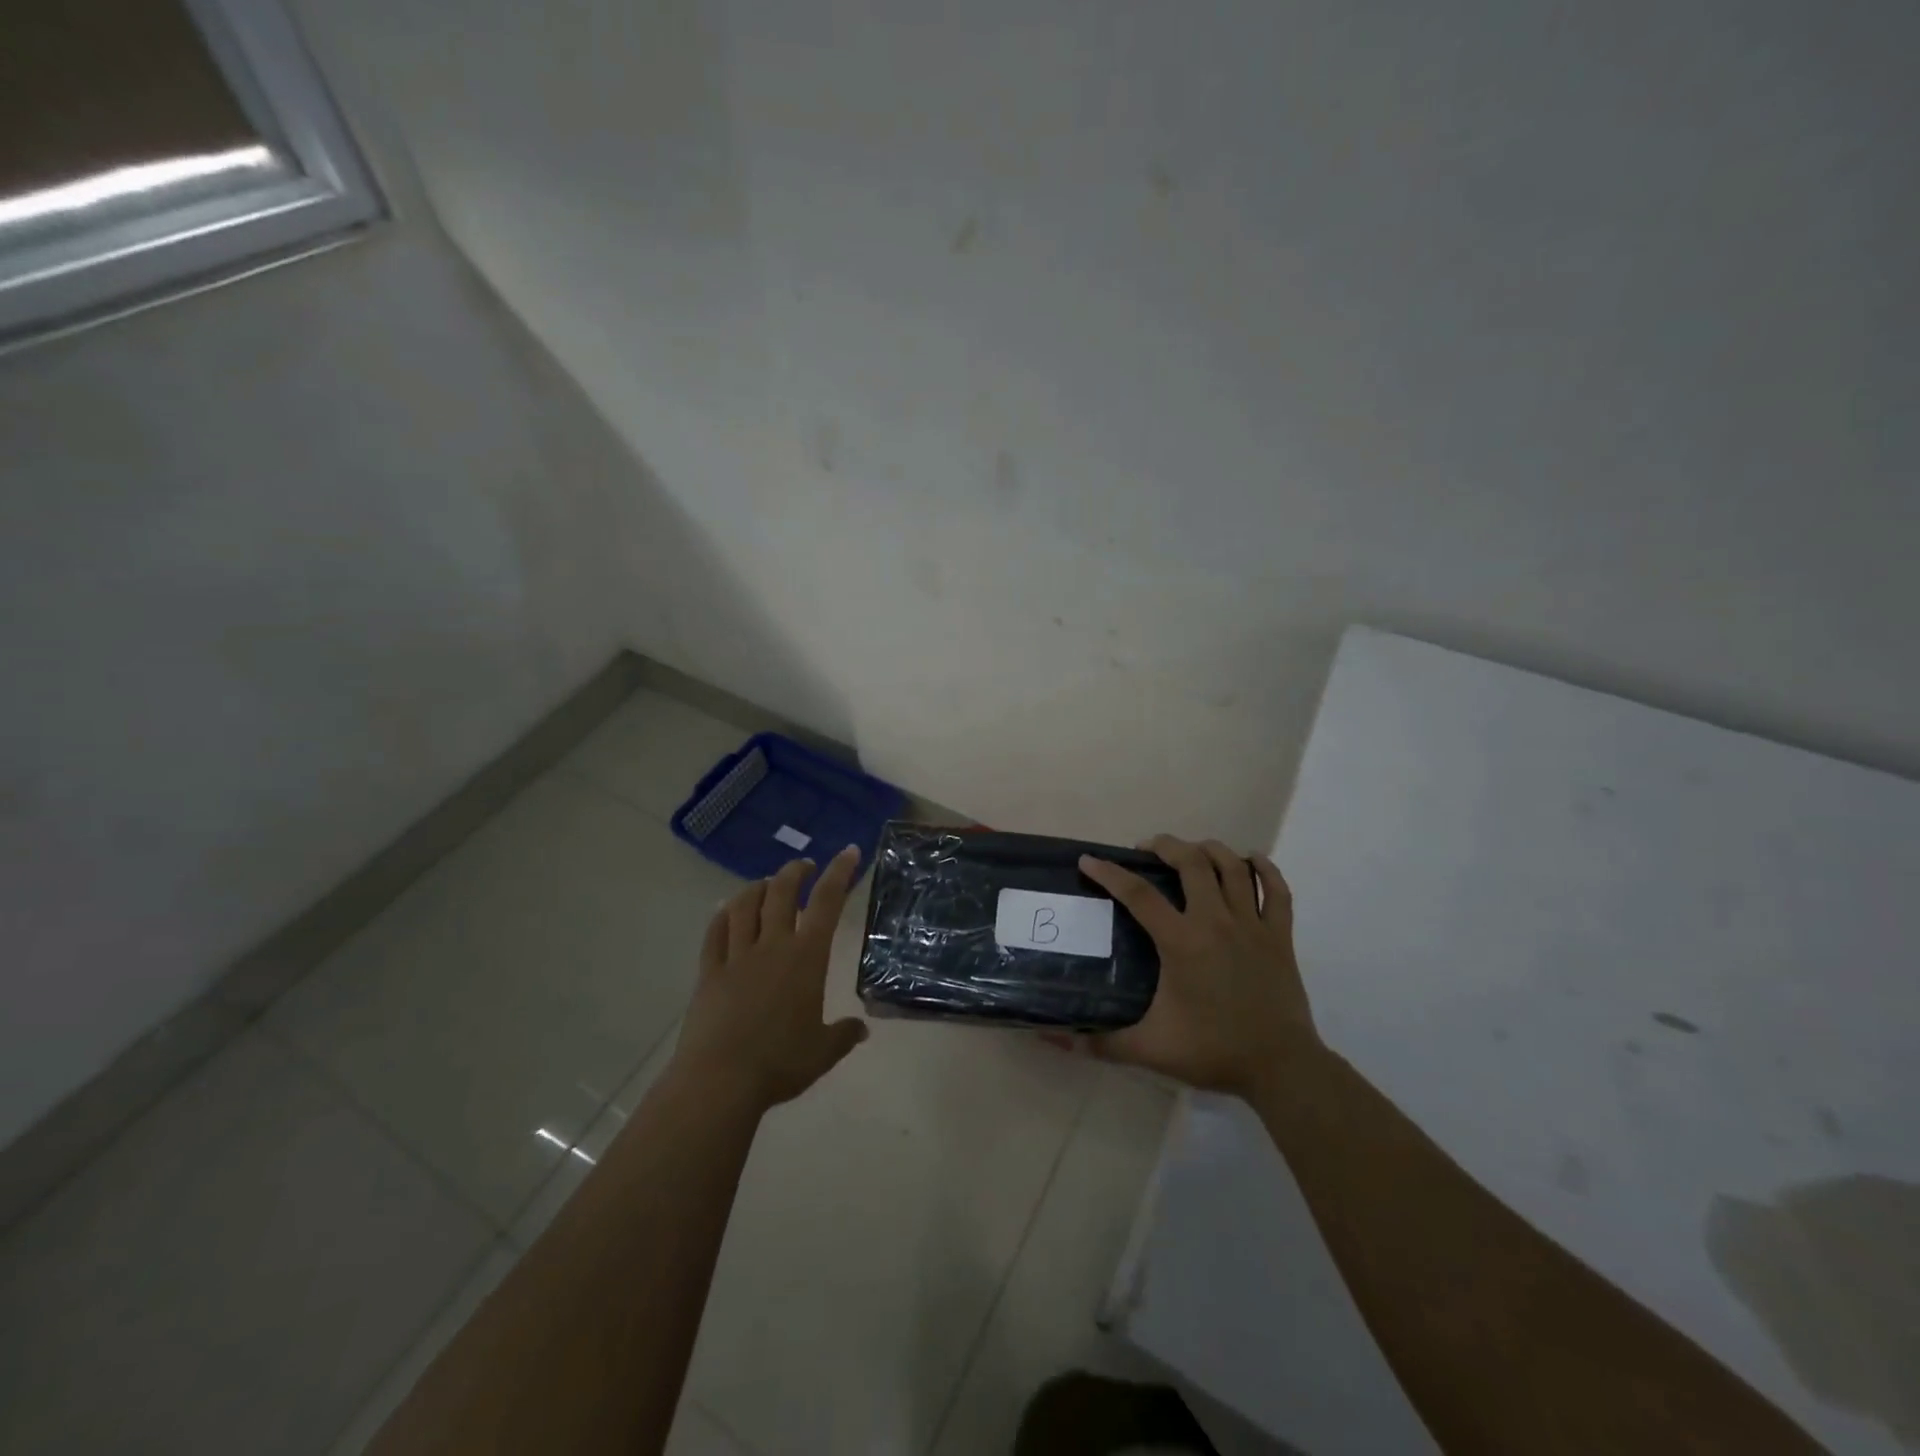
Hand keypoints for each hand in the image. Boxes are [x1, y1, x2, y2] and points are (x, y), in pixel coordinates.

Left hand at [670, 846, 868, 1113]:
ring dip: (757, 887)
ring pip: (744, 905)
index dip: (840, 872)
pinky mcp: (708, 972)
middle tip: (804, 866)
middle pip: (781, 892)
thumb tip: (861, 1029)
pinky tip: (725, 910)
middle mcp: (772, 946)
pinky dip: (722, 915)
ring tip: (766, 883)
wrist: (720, 1080)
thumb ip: (843, 1036)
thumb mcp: (822, 1052)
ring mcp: (736, 956)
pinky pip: (714, 933)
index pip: (827, 902)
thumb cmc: (780, 1063)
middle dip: (795, 872)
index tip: (849, 851)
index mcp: (806, 958)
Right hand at [1078, 835, 1315, 1096]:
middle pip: (1191, 862)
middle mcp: (1216, 921)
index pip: (1138, 894)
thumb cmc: (1213, 1052)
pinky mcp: (1280, 936)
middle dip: (1165, 845)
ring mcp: (1252, 925)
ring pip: (1233, 867)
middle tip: (1147, 850)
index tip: (1089, 860)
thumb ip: (1099, 1043)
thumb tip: (1051, 1039)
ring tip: (1192, 851)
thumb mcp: (1149, 1050)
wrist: (1281, 1068)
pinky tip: (1251, 860)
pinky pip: (1277, 890)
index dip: (1109, 873)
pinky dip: (1265, 869)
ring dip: (1210, 850)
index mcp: (1181, 942)